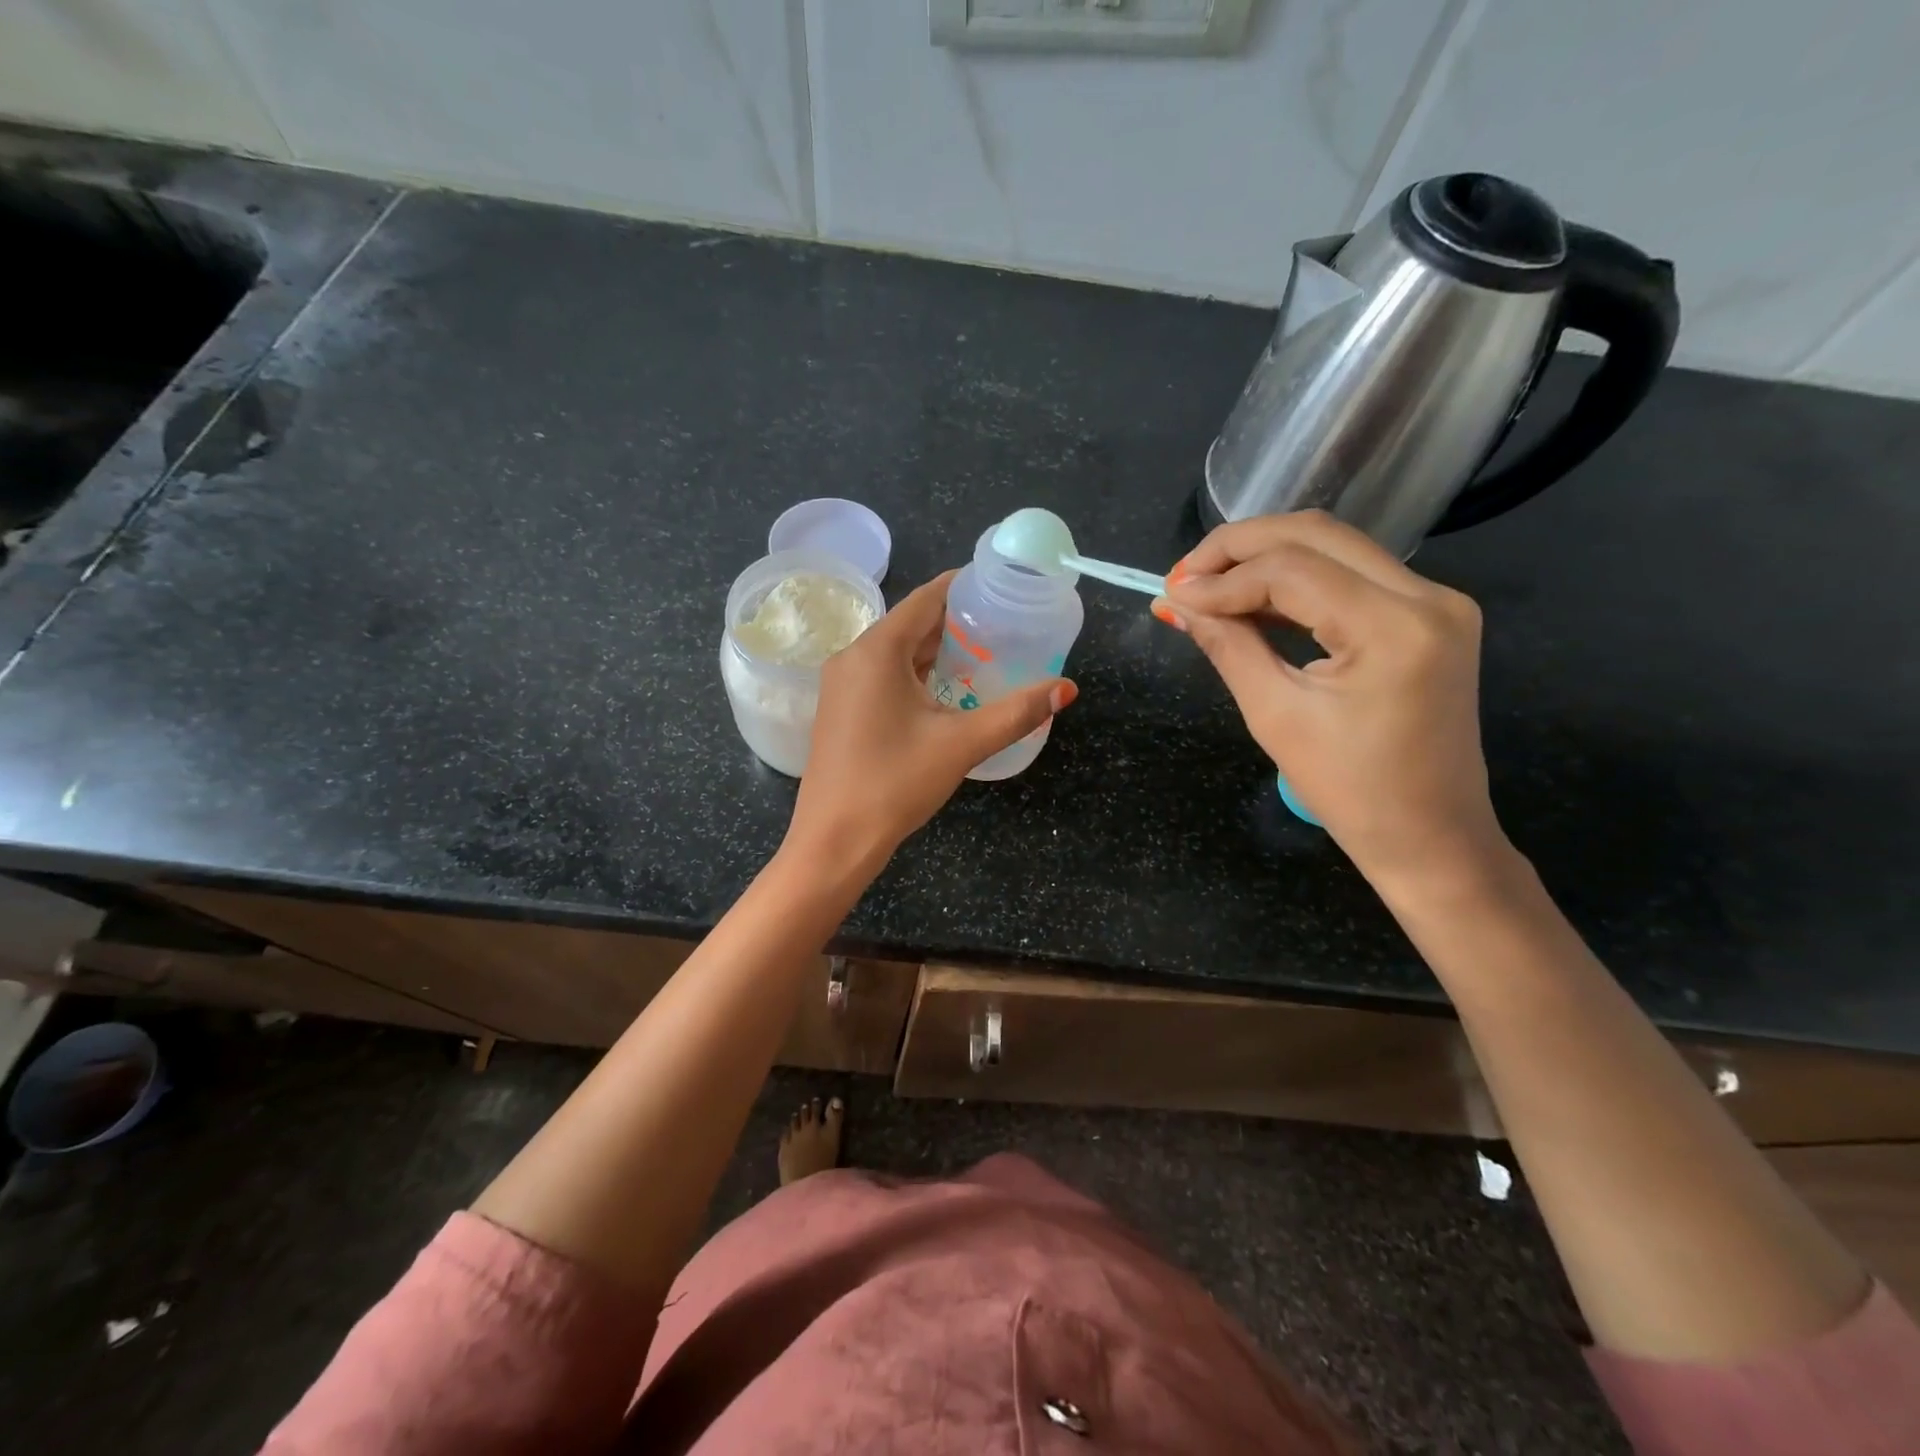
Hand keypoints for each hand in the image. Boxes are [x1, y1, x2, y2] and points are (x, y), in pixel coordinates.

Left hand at [787, 570, 1075, 876]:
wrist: (834, 839)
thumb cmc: (895, 783)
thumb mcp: (962, 744)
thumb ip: (1016, 713)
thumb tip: (1067, 689)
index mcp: (877, 651)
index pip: (926, 598)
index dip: (963, 587)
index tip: (1000, 584)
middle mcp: (853, 657)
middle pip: (911, 623)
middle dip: (956, 621)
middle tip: (1004, 623)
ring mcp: (841, 685)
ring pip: (896, 652)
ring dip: (936, 650)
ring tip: (984, 652)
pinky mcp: (841, 709)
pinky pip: (883, 675)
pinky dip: (916, 673)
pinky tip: (946, 689)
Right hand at [1160, 511, 1503, 894]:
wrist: (1430, 836)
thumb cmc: (1349, 791)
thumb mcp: (1274, 715)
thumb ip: (1226, 645)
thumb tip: (1175, 602)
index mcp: (1394, 628)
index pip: (1292, 570)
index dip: (1223, 577)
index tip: (1171, 594)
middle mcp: (1428, 597)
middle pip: (1317, 535)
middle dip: (1240, 546)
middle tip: (1184, 575)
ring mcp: (1437, 601)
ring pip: (1335, 546)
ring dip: (1265, 557)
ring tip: (1207, 585)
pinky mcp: (1430, 615)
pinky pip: (1352, 574)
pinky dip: (1297, 579)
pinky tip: (1251, 598)